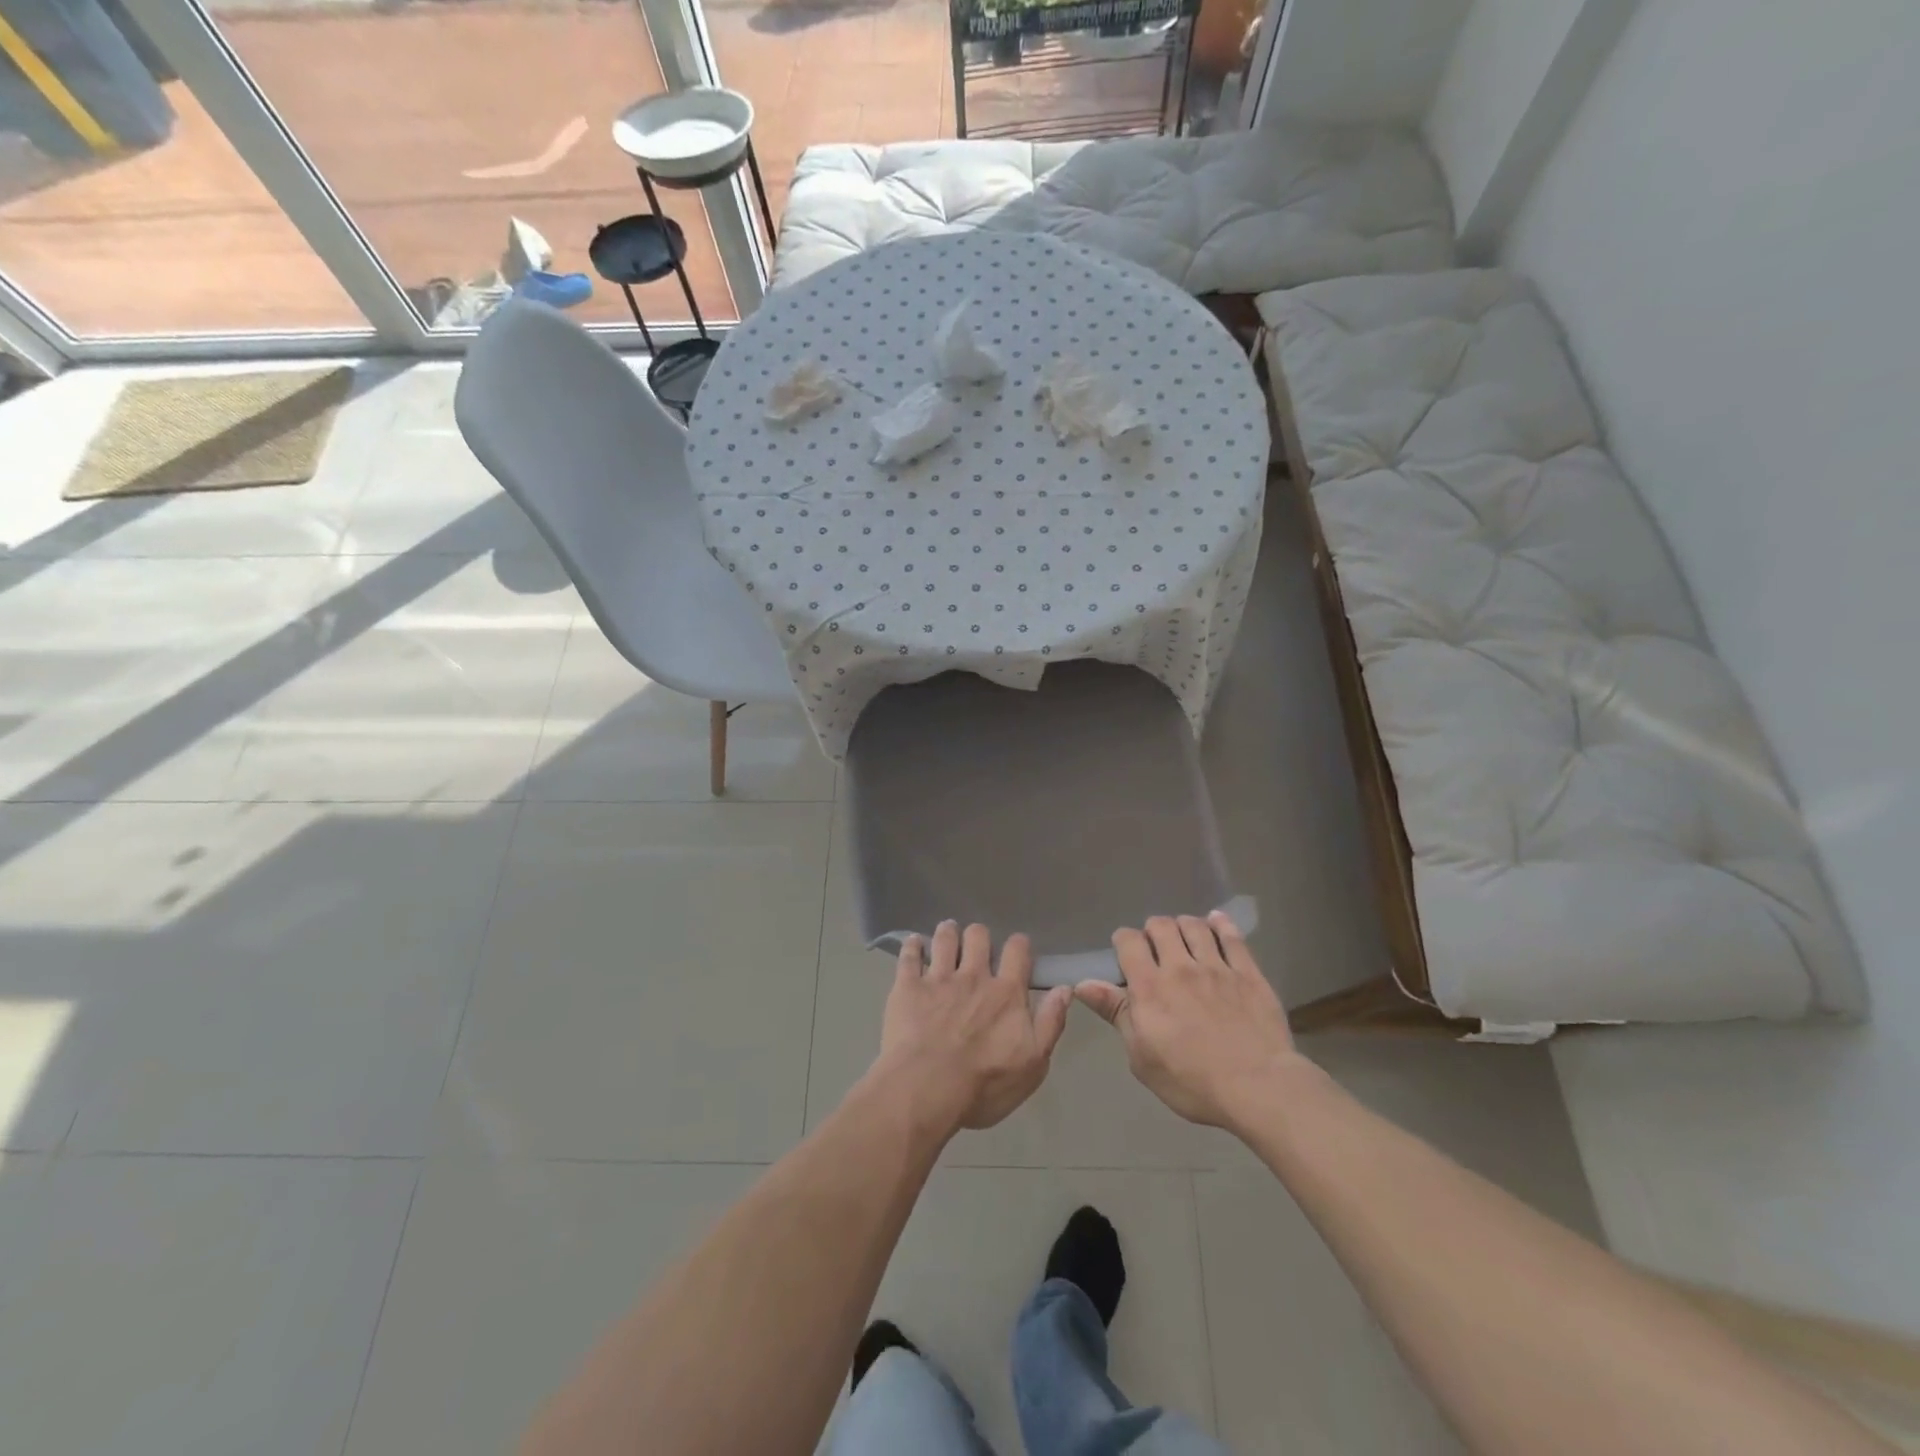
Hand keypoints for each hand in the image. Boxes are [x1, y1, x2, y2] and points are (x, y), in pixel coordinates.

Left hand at [873, 922, 1070, 1134]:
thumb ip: (1050, 1023)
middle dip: (978, 936)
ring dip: (947, 933)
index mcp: (1006, 992)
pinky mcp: (907, 986)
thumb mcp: (1033, 1064)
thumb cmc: (985, 1084)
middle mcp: (973, 976)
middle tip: (975, 945)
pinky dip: (912, 945)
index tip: (1016, 949)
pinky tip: (913, 943)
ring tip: (947, 934)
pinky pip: (909, 955)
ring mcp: (938, 978)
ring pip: (944, 939)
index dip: (1018, 945)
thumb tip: (1065, 989)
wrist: (927, 1089)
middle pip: (978, 936)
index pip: (1018, 951)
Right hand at [1076, 912, 1309, 1130]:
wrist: (1258, 1088)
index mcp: (1149, 987)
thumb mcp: (1142, 1056)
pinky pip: (1232, 937)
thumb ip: (1116, 1013)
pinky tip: (1216, 920)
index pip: (1128, 941)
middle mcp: (1180, 967)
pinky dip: (1221, 924)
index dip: (1124, 941)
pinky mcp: (1248, 973)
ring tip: (1184, 937)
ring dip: (1184, 925)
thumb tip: (1083, 984)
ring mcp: (1217, 967)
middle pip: (1161, 925)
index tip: (1125, 953)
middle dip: (1153, 930)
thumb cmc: (1191, 1081)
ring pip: (1194, 926)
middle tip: (1156, 948)